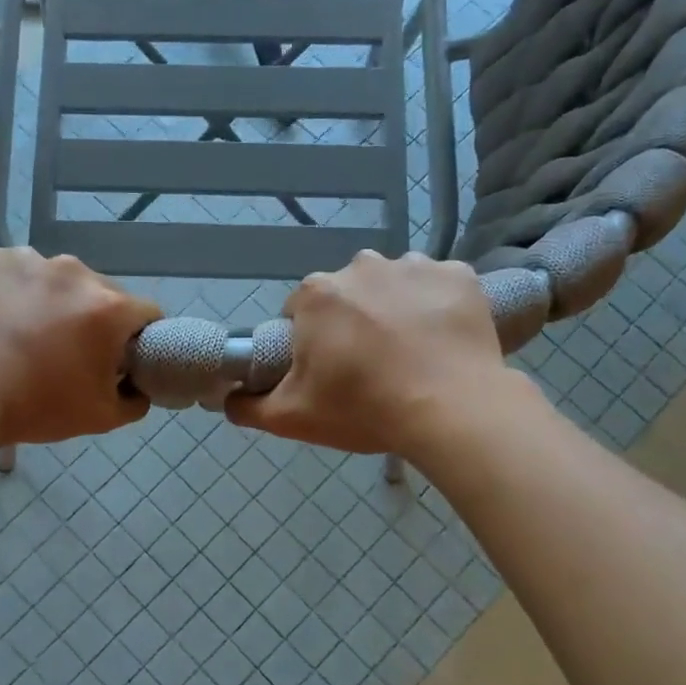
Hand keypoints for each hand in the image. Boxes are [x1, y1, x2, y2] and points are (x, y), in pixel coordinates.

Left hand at [0, 245, 161, 448]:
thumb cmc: (34, 407)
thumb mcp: (101, 419)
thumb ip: (135, 400)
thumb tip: (137, 385)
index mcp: (108, 306)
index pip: (146, 313)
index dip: (138, 338)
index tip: (118, 358)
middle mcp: (73, 270)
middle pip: (97, 292)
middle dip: (89, 317)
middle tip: (63, 351)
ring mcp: (25, 258)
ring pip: (51, 278)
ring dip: (47, 299)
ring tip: (20, 333)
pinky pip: (8, 270)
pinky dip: (6, 288)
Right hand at [226, 251, 532, 463]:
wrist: (452, 409)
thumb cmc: (364, 409)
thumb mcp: (291, 418)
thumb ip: (248, 406)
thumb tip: (226, 397)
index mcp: (316, 294)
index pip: (299, 313)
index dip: (309, 343)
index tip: (327, 371)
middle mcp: (361, 265)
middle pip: (346, 295)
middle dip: (351, 323)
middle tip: (369, 367)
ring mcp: (414, 265)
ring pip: (392, 286)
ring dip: (394, 309)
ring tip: (410, 354)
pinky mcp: (459, 275)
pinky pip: (438, 286)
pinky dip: (437, 306)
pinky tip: (442, 340)